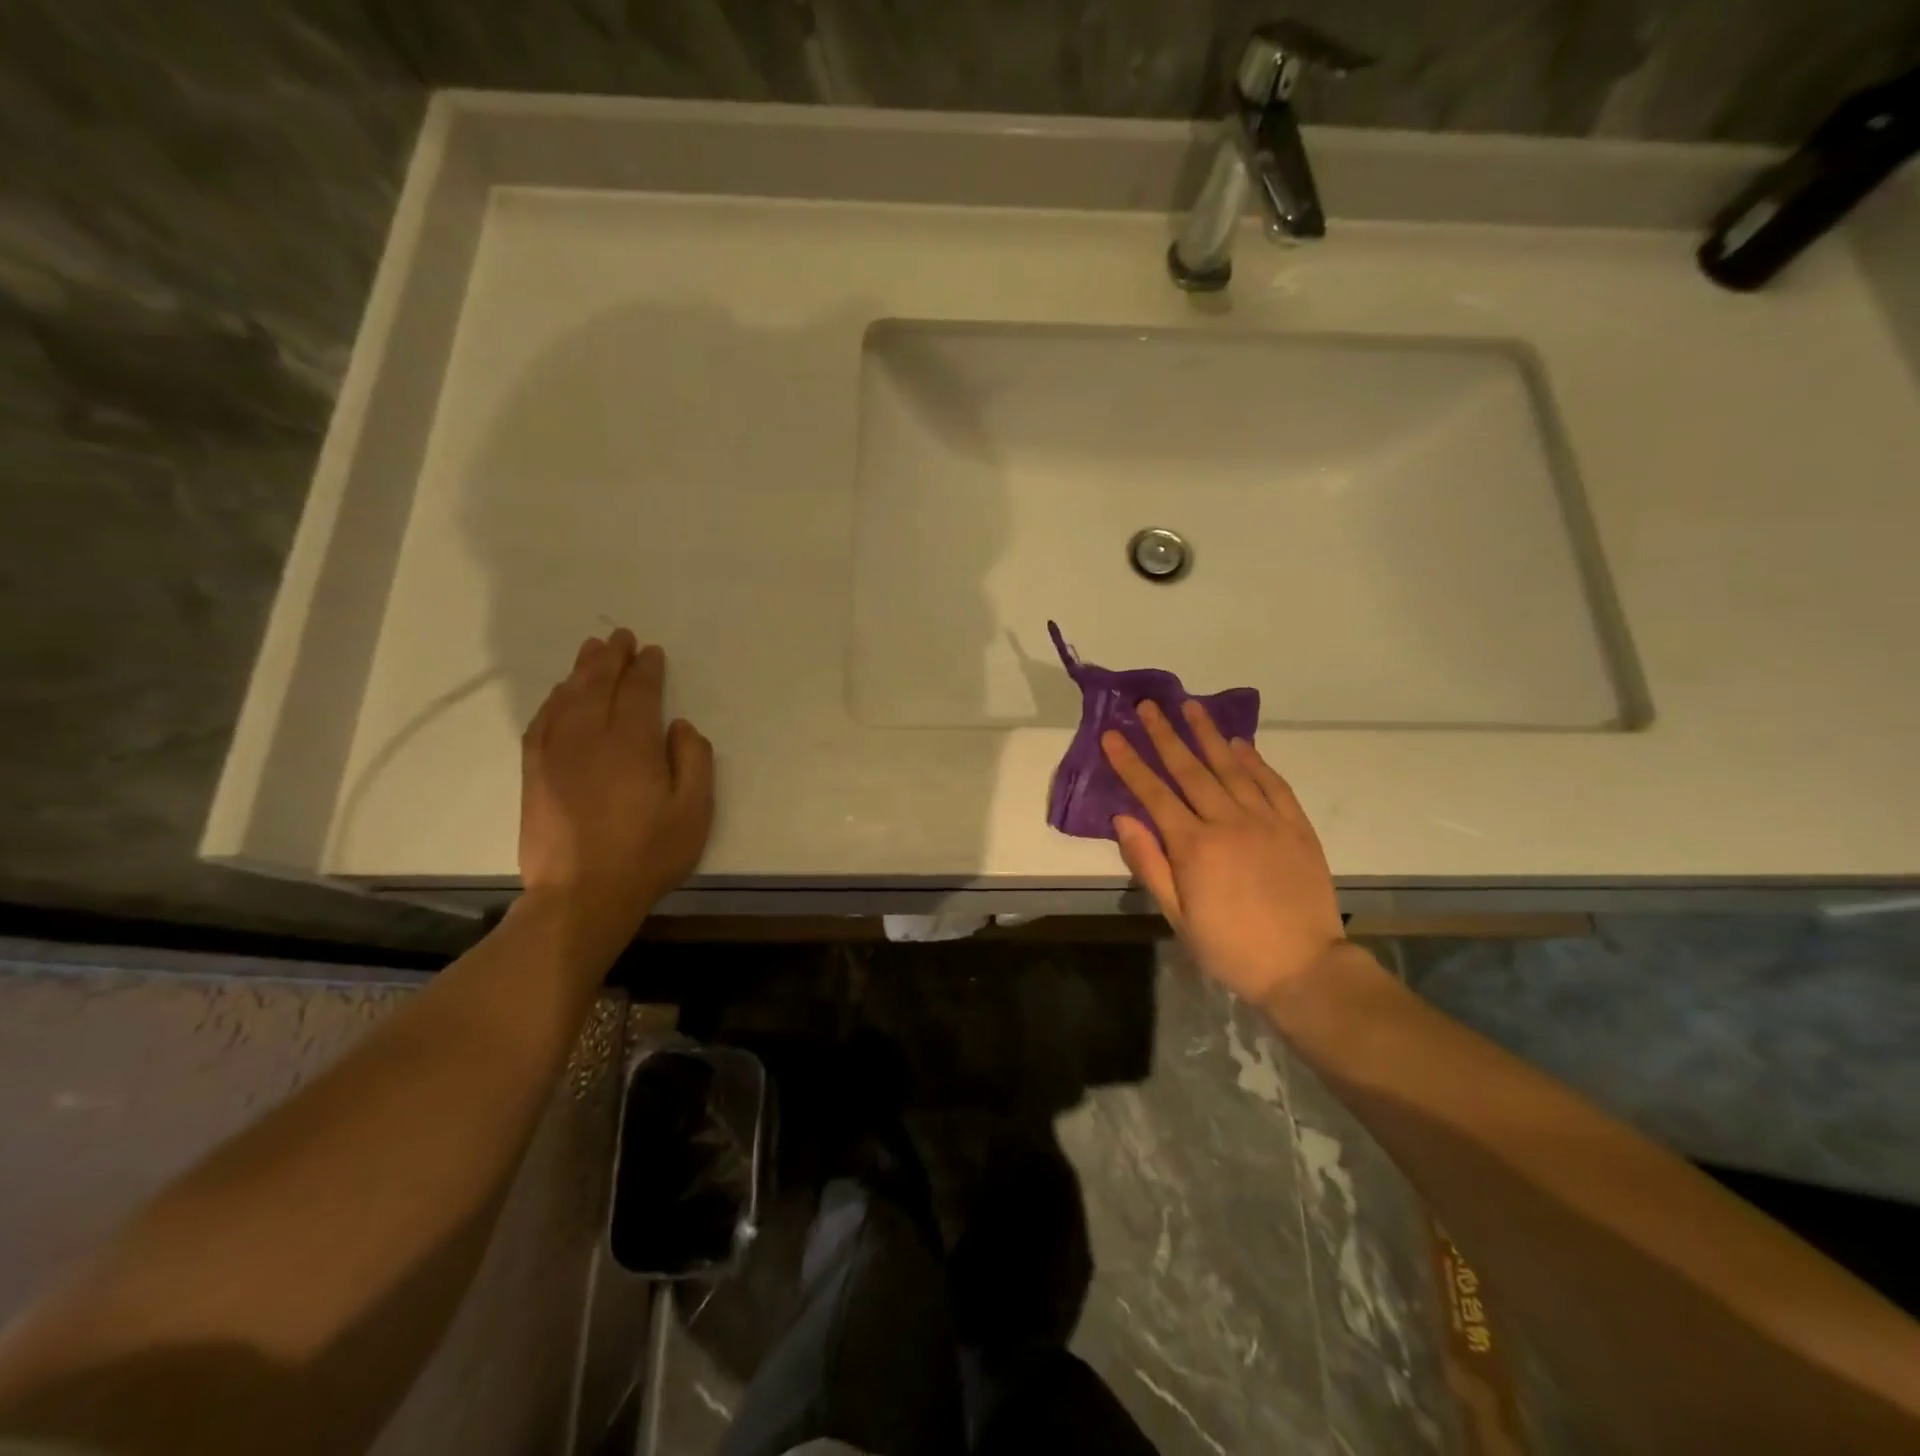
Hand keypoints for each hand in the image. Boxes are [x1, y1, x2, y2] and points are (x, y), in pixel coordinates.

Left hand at [519, 629, 713, 944]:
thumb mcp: (694, 811)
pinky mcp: (534, 773)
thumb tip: (680, 727)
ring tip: (591, 652)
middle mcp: (588, 738)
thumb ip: (694, 761)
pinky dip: (552, 701)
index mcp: (630, 744)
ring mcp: (554, 754)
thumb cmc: (648, 854)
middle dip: (610, 658)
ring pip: (565, 698)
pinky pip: (541, 722)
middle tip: (620, 637)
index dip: (646, 669)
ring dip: (580, 671)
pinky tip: (559, 695)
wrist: (581, 895)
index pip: (637, 692)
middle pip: (596, 685)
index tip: (652, 652)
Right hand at [1102, 700, 1342, 1002]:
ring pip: (1232, 767)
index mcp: (1194, 846)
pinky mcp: (1296, 826)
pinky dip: (1255, 760)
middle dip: (1165, 734)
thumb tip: (1123, 818)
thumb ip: (1149, 863)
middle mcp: (1228, 822)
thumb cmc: (1229, 947)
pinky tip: (1240, 744)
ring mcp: (1266, 820)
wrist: (1303, 968)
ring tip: (1190, 706)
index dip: (1131, 762)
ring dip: (1208, 734)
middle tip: (1148, 705)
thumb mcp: (1177, 916)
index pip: (1154, 793)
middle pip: (1191, 769)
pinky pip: (1273, 783)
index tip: (1112, 734)